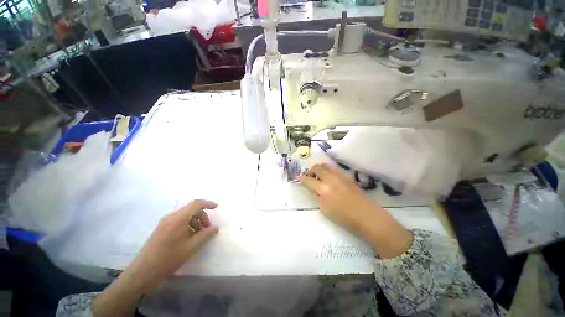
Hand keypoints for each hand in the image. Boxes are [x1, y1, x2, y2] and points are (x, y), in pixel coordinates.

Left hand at [91, 200, 218, 316]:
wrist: (143, 272)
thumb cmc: (169, 258)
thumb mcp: (192, 247)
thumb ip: (206, 235)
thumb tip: (215, 228)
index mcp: (179, 219)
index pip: (196, 204)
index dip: (208, 203)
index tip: (216, 207)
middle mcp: (171, 217)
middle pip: (191, 209)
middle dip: (202, 215)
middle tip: (207, 228)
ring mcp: (164, 222)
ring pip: (185, 215)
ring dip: (195, 221)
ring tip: (198, 235)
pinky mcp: (161, 228)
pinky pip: (178, 221)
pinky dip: (187, 225)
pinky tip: (188, 237)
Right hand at [298, 163, 377, 231]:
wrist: (366, 215)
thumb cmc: (343, 217)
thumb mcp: (324, 209)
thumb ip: (317, 196)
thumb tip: (313, 188)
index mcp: (323, 189)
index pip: (308, 180)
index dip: (302, 178)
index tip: (299, 177)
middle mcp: (330, 179)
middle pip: (317, 168)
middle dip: (311, 170)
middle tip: (309, 175)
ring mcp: (340, 176)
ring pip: (326, 165)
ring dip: (320, 168)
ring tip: (319, 174)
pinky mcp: (347, 176)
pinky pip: (335, 168)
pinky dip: (329, 170)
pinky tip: (330, 176)